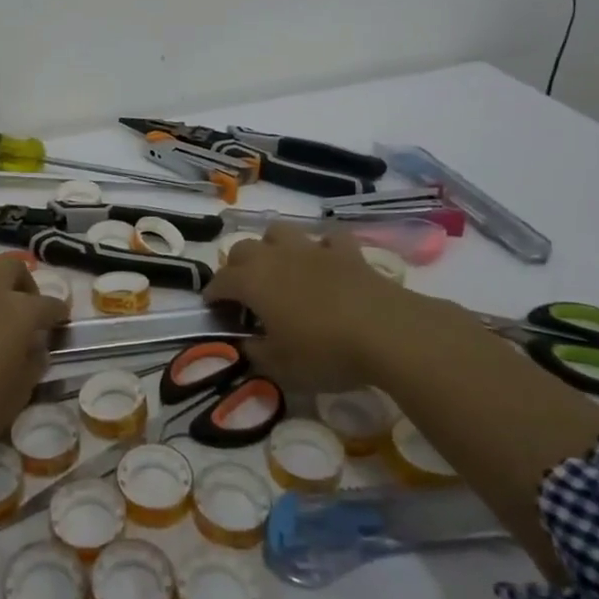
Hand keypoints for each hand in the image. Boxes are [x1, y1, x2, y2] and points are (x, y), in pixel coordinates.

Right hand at [204, 224, 452, 391]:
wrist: (387, 332)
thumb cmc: (325, 352)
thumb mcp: (280, 367)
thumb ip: (255, 353)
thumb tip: (246, 343)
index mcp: (252, 282)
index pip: (220, 282)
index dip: (212, 295)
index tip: (213, 311)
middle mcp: (275, 257)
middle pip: (243, 249)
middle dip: (236, 267)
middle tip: (243, 292)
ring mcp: (312, 249)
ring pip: (280, 231)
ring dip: (272, 246)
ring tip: (279, 268)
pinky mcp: (347, 252)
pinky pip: (328, 238)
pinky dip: (322, 247)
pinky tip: (325, 261)